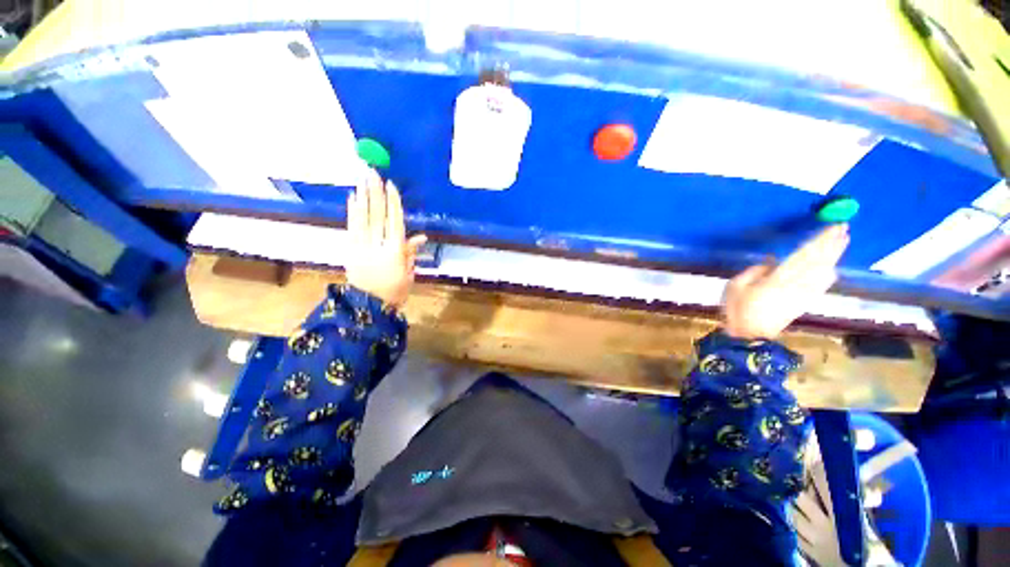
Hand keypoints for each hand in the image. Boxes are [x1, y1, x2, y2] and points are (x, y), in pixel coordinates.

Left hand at [345, 170, 426, 307]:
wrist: (367, 306)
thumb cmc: (394, 291)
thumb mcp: (408, 273)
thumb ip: (411, 253)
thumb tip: (420, 237)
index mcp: (395, 252)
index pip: (395, 222)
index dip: (393, 203)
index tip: (391, 185)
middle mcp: (377, 245)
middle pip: (377, 215)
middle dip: (375, 193)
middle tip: (373, 172)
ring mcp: (360, 246)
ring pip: (362, 218)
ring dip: (363, 197)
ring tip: (362, 179)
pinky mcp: (349, 249)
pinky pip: (350, 227)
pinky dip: (351, 212)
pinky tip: (352, 197)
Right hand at [722, 224, 849, 339]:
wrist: (751, 336)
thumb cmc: (739, 310)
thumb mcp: (735, 287)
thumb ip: (754, 272)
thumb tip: (771, 262)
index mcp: (778, 279)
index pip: (804, 255)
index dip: (819, 241)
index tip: (833, 226)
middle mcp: (797, 285)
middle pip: (818, 261)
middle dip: (831, 243)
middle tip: (844, 226)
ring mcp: (803, 294)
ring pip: (824, 271)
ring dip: (834, 255)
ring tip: (843, 240)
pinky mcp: (803, 302)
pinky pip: (821, 285)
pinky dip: (829, 274)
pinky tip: (833, 267)